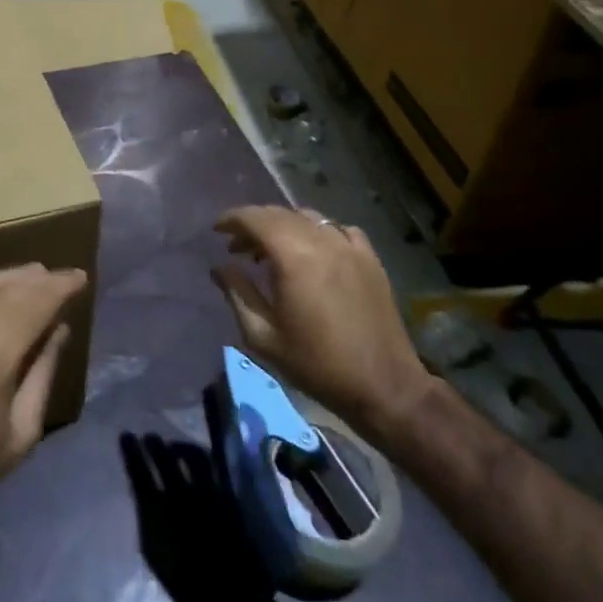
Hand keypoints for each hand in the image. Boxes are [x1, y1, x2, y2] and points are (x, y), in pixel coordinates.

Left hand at [0, 264, 86, 542]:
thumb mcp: (20, 433)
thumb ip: (43, 372)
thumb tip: (60, 327)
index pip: (33, 303)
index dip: (59, 287)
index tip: (80, 277)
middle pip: (6, 288)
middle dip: (37, 279)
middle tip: (60, 276)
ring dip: (8, 279)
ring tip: (34, 275)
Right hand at [212, 205, 431, 440]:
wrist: (385, 387)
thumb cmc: (317, 364)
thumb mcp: (263, 336)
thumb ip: (237, 294)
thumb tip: (219, 267)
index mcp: (293, 257)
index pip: (254, 218)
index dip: (231, 220)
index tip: (217, 232)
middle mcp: (322, 241)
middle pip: (279, 214)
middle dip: (253, 224)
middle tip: (237, 247)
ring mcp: (350, 247)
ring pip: (308, 217)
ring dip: (283, 225)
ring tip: (272, 250)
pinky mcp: (370, 260)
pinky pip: (339, 230)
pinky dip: (318, 232)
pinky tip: (314, 251)